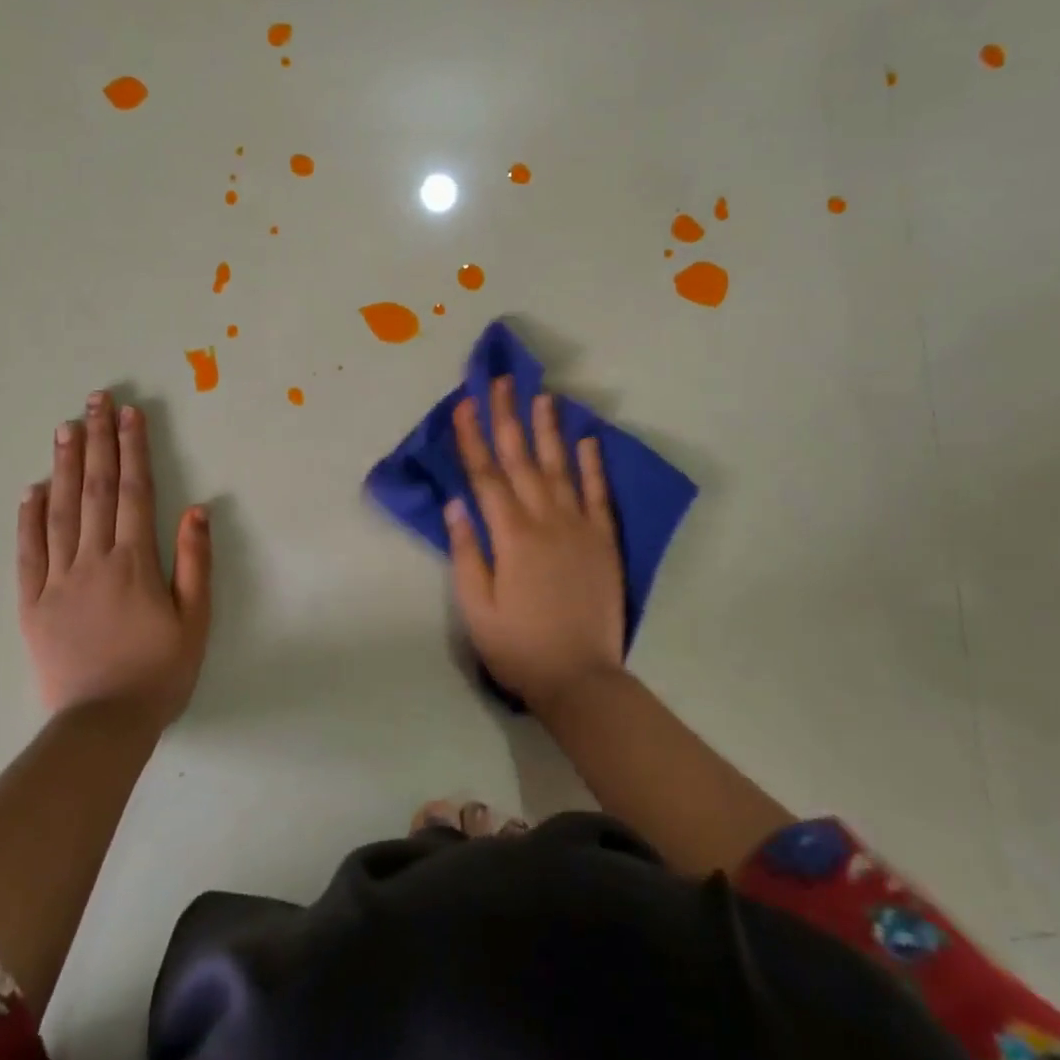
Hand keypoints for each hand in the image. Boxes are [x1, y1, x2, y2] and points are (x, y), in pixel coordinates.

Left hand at [16, 392, 212, 726]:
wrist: (103, 725)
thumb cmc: (160, 671)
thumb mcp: (196, 619)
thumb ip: (195, 561)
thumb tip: (197, 508)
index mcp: (135, 562)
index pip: (134, 492)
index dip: (132, 449)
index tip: (129, 413)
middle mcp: (93, 560)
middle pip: (96, 490)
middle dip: (97, 441)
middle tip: (94, 401)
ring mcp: (57, 580)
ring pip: (60, 511)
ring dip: (64, 466)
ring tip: (65, 428)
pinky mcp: (32, 604)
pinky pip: (28, 553)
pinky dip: (29, 517)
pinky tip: (32, 490)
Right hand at [446, 377, 625, 709]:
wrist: (580, 678)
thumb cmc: (518, 646)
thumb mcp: (476, 608)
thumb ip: (465, 552)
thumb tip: (455, 503)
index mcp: (511, 537)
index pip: (486, 476)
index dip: (472, 438)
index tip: (463, 404)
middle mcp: (546, 521)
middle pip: (522, 460)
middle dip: (508, 417)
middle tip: (501, 381)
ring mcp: (579, 528)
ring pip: (560, 468)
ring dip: (549, 430)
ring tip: (544, 396)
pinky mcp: (604, 541)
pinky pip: (598, 495)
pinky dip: (593, 465)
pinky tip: (588, 439)